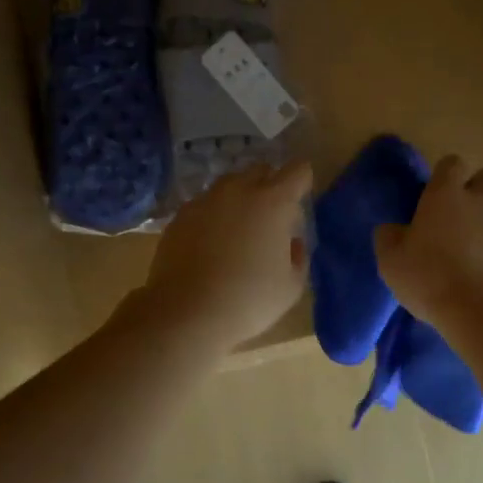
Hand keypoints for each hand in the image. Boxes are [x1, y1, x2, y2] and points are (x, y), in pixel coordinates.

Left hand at [140, 160, 312, 349]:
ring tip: (238, 230)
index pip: (298, 170)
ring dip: (240, 198)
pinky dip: (213, 216)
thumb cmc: (248, 300)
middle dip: (270, 185)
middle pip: (261, 170)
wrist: (185, 312)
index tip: (300, 199)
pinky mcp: (180, 215)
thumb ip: (298, 256)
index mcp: (274, 202)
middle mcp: (239, 190)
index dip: (302, 182)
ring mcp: (205, 200)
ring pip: (229, 185)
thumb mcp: (291, 286)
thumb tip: (291, 242)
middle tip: (271, 217)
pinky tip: (210, 244)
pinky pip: (205, 204)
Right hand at [374, 155, 482, 325]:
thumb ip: (389, 236)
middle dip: (475, 190)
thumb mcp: (391, 260)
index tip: (433, 197)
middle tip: (458, 215)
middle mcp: (481, 198)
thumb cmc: (430, 277)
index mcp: (446, 192)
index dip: (443, 176)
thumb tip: (392, 229)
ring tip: (478, 237)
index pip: (451, 163)